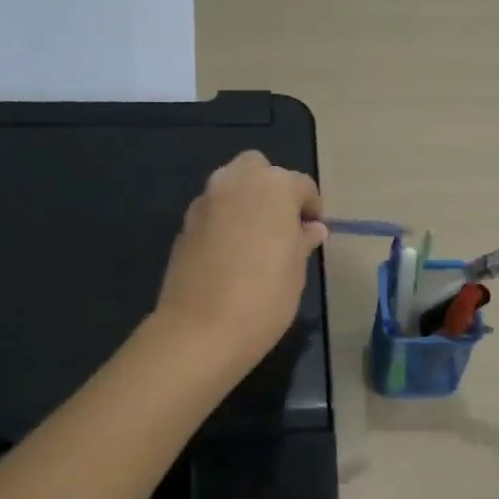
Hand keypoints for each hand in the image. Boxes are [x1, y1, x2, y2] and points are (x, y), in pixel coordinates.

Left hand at [153, 151, 325, 375]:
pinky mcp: (185, 224)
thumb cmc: (264, 297)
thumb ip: (302, 240)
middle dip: (271, 187)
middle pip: (258, 168)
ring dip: (244, 201)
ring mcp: (206, 201)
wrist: (200, 329)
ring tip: (256, 237)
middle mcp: (236, 182)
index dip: (311, 207)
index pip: (301, 185)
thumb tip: (311, 228)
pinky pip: (212, 211)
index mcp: (274, 187)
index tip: (314, 230)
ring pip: (230, 185)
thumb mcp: (296, 270)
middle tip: (281, 223)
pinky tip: (230, 253)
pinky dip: (224, 220)